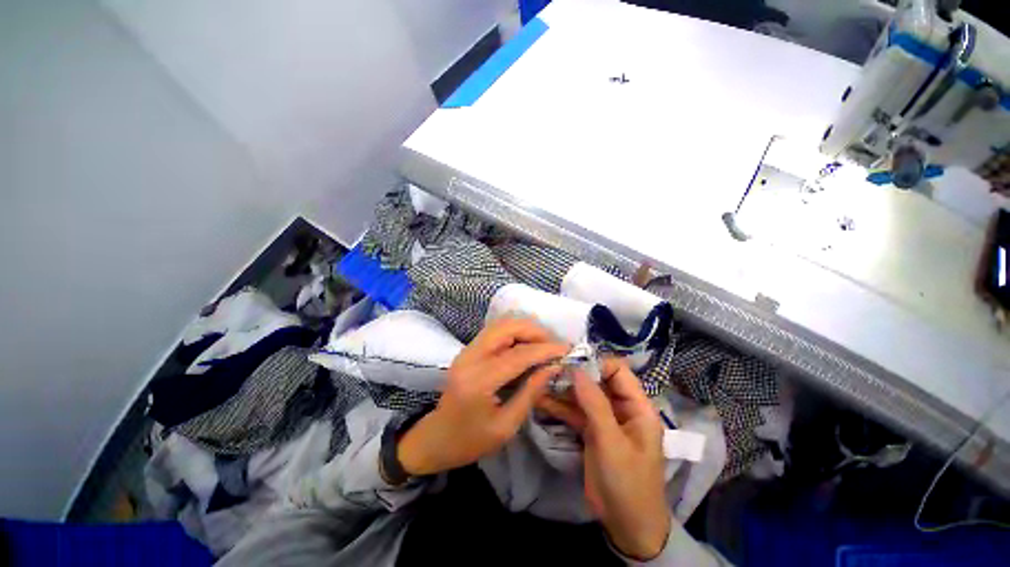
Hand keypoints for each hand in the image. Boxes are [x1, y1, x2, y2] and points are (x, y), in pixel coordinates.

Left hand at [396, 318, 568, 476]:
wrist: (436, 438)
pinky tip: (527, 345)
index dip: (545, 349)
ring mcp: (467, 350)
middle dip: (535, 331)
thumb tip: (553, 367)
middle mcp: (470, 357)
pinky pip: (496, 331)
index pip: (518, 355)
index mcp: (479, 381)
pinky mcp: (468, 349)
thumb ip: (531, 393)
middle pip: (507, 327)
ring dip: (525, 329)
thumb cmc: (470, 441)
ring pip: (501, 324)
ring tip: (543, 344)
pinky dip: (515, 333)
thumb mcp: (506, 426)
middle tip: (554, 345)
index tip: (566, 349)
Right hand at [537, 359, 670, 560]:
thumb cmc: (627, 483)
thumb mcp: (612, 443)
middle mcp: (621, 408)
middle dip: (575, 375)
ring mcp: (605, 420)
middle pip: (598, 381)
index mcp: (637, 407)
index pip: (618, 372)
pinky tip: (541, 399)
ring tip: (540, 380)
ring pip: (584, 396)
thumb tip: (577, 369)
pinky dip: (560, 406)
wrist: (626, 526)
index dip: (596, 364)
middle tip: (550, 369)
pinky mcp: (592, 431)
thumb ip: (595, 405)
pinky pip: (576, 412)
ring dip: (563, 390)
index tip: (571, 362)